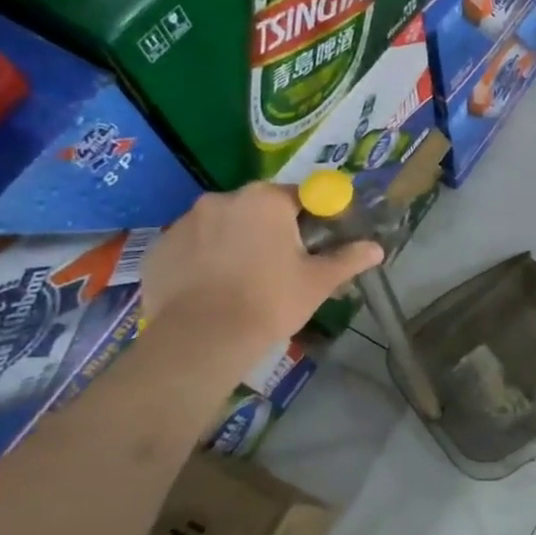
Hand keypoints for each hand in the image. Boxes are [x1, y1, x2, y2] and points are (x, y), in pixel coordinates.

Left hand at [140, 183, 383, 349]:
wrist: (202, 339)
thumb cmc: (270, 301)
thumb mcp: (319, 281)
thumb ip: (349, 259)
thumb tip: (377, 248)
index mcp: (265, 200)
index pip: (301, 195)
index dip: (315, 217)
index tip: (319, 242)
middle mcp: (222, 200)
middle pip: (259, 208)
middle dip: (273, 229)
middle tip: (285, 266)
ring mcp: (184, 222)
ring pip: (223, 226)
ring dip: (237, 242)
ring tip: (245, 281)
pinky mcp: (158, 249)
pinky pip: (192, 247)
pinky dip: (205, 260)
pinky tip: (214, 290)